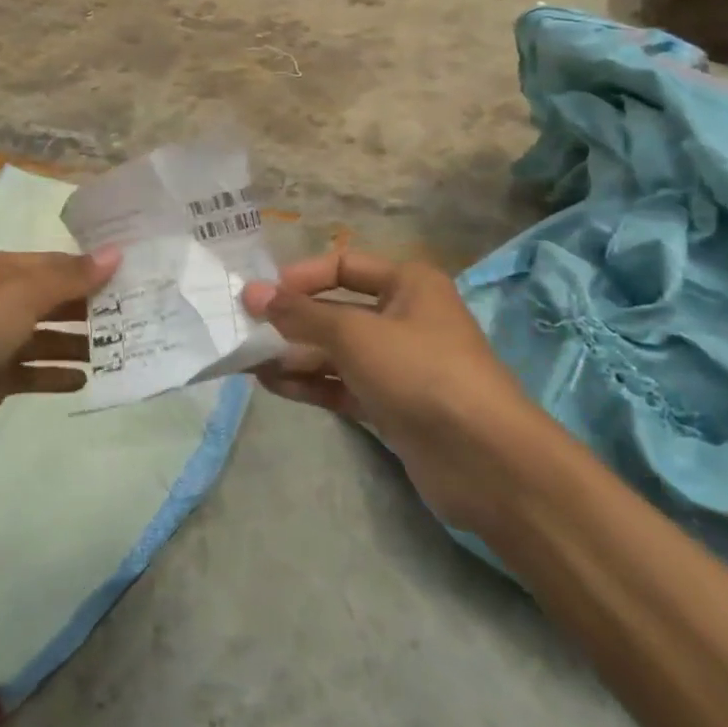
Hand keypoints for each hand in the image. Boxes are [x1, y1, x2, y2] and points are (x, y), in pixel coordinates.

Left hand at [0, 248, 119, 471]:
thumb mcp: (21, 293)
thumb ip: (70, 277)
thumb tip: (116, 253)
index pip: (48, 264)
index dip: (85, 269)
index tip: (128, 276)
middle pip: (47, 300)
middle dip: (85, 308)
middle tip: (131, 315)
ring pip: (42, 338)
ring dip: (75, 343)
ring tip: (115, 349)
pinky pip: (31, 373)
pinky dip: (55, 375)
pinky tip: (84, 380)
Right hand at [242, 252, 537, 528]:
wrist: (485, 460)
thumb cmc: (420, 372)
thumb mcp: (354, 333)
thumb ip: (300, 314)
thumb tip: (251, 293)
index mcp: (407, 284)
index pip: (342, 266)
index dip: (300, 278)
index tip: (260, 296)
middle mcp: (403, 317)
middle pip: (335, 311)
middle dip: (290, 322)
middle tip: (243, 333)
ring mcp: (397, 365)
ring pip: (335, 351)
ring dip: (293, 355)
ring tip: (247, 363)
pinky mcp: (391, 404)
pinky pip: (342, 384)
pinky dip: (310, 383)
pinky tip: (272, 385)